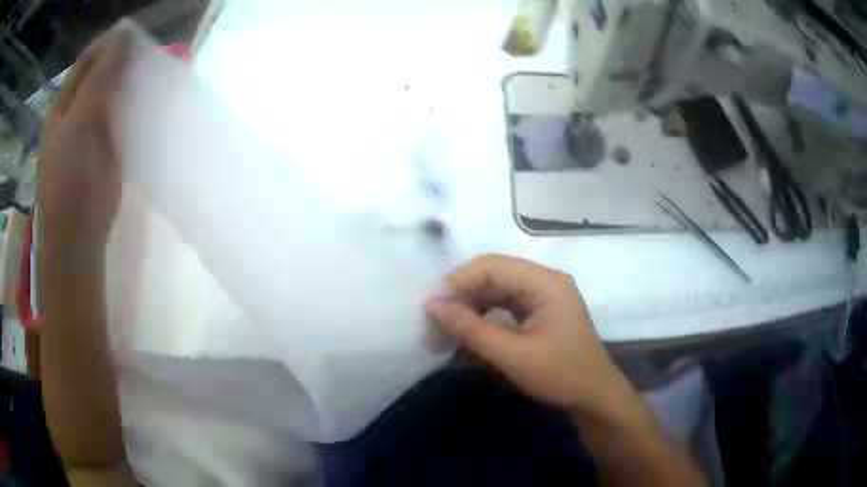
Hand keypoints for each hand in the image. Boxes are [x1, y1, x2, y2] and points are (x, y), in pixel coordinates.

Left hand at [37, 28, 132, 252]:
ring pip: (113, 95)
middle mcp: (76, 112)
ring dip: (130, 84)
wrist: (78, 236)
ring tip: (152, 77)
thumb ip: (101, 76)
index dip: (110, 43)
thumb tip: (125, 35)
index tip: (136, 37)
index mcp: (64, 103)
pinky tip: (148, 103)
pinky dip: (134, 106)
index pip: (88, 58)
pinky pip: (121, 117)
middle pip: (101, 74)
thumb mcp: (80, 120)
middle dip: (123, 62)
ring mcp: (91, 131)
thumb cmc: (71, 179)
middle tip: (148, 57)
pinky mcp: (106, 150)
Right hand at [425, 254, 621, 413]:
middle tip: (432, 321)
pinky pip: (503, 307)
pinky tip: (465, 337)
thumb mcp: (513, 356)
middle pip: (492, 276)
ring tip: (442, 331)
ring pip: (494, 291)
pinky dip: (482, 320)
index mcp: (546, 283)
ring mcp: (542, 296)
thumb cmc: (561, 376)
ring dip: (468, 309)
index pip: (492, 266)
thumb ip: (472, 330)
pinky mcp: (538, 312)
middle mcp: (544, 281)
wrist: (594, 397)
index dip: (458, 281)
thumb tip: (432, 307)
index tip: (430, 305)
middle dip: (460, 297)